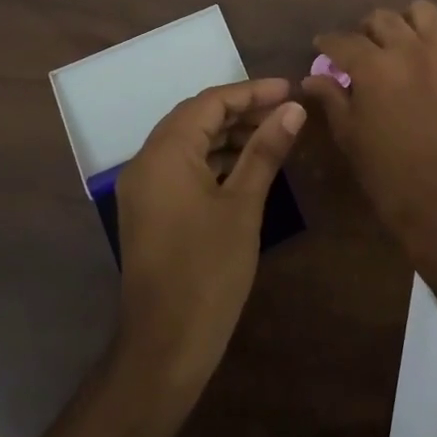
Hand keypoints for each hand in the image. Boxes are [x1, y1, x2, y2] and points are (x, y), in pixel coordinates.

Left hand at [113, 78, 304, 393]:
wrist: (165, 346)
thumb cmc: (209, 271)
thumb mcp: (243, 205)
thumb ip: (265, 150)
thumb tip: (293, 109)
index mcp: (165, 152)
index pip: (210, 102)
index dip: (252, 92)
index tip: (290, 89)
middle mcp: (146, 161)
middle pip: (196, 118)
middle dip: (241, 110)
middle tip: (285, 111)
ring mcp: (143, 187)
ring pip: (188, 142)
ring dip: (228, 135)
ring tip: (273, 136)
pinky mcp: (148, 209)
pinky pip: (181, 167)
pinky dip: (213, 160)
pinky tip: (246, 167)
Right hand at [300, 1, 436, 251]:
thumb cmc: (388, 173)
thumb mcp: (350, 136)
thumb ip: (331, 99)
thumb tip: (313, 78)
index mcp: (373, 65)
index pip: (343, 41)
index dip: (327, 42)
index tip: (319, 47)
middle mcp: (407, 50)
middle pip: (382, 18)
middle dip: (363, 30)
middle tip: (355, 52)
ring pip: (421, 12)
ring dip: (403, 22)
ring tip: (392, 45)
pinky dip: (432, 39)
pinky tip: (422, 60)